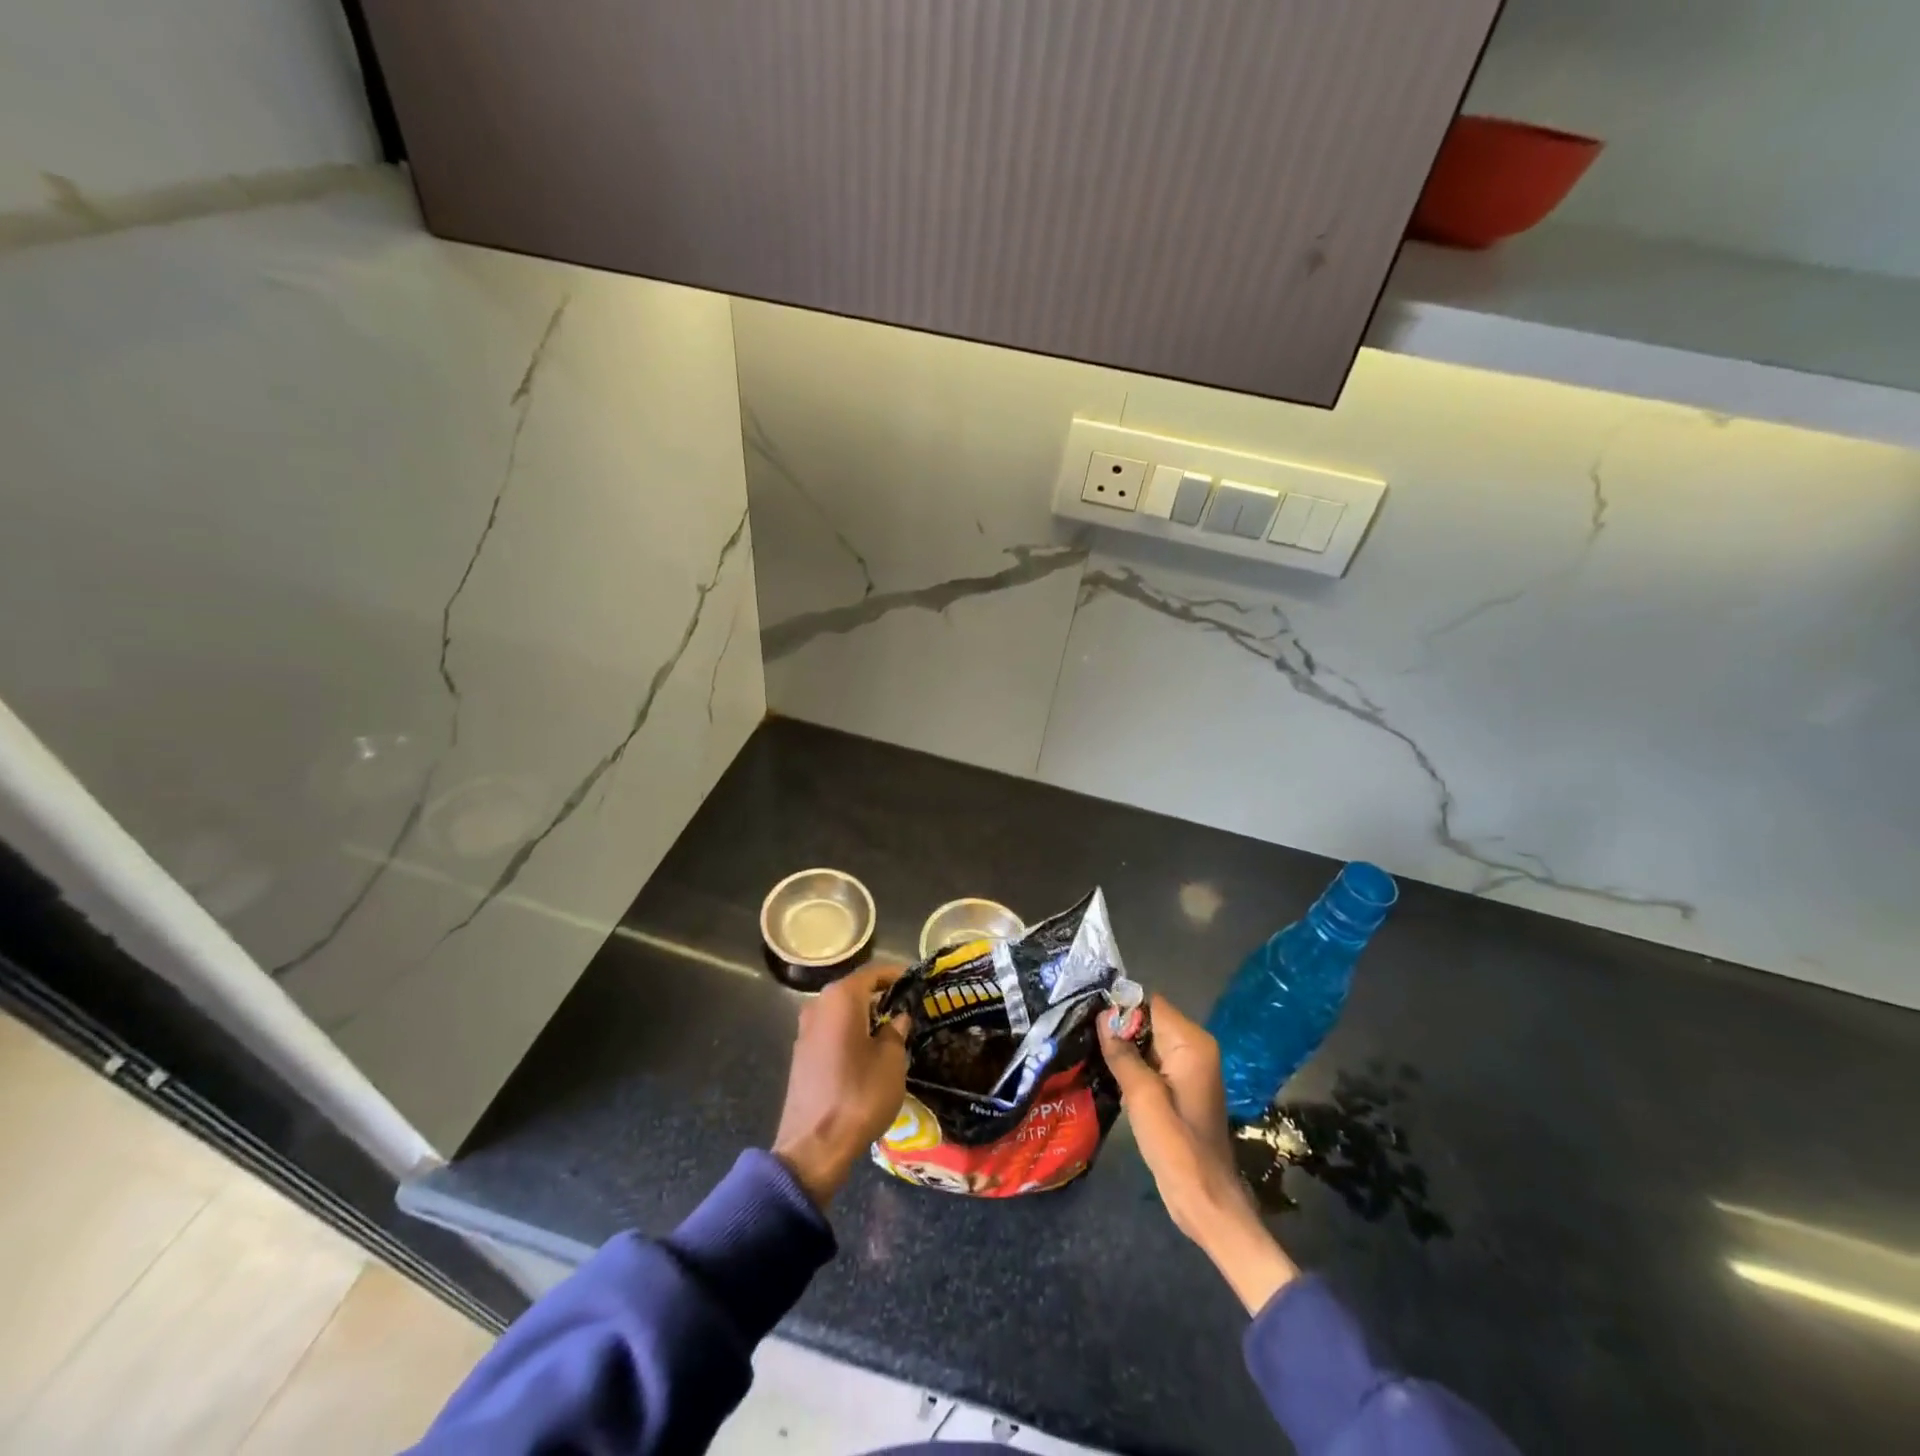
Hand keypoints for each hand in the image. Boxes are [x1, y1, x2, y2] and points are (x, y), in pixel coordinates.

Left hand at [773, 964, 910, 1208]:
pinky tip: (867, 1052)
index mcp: (841, 998)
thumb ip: (896, 1032)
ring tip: (891, 1031)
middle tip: (907, 1008)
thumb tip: (897, 1018)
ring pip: (841, 1012)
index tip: (916, 981)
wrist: (813, 1146)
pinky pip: (831, 1031)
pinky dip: (850, 1033)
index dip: (896, 975)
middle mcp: (819, 1006)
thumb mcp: (891, 1061)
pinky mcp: (801, 1055)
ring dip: (864, 1017)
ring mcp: (805, 1030)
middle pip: (855, 990)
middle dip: (881, 996)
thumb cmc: (859, 1095)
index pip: (873, 972)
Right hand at [1099, 994, 1296, 1313]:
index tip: (1087, 1015)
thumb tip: (1102, 1016)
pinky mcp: (1180, 1089)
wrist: (1204, 1201)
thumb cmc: (1176, 1145)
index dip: (1121, 1009)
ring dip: (1123, 1049)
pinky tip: (1107, 1074)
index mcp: (1192, 1044)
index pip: (1151, 1004)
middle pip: (1149, 1021)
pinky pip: (1152, 1063)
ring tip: (1088, 1052)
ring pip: (1147, 1043)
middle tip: (1082, 1035)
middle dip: (1119, 1028)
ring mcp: (1189, 1070)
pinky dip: (1132, 1066)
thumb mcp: (1142, 1096)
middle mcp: (1195, 1048)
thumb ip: (1122, 1053)